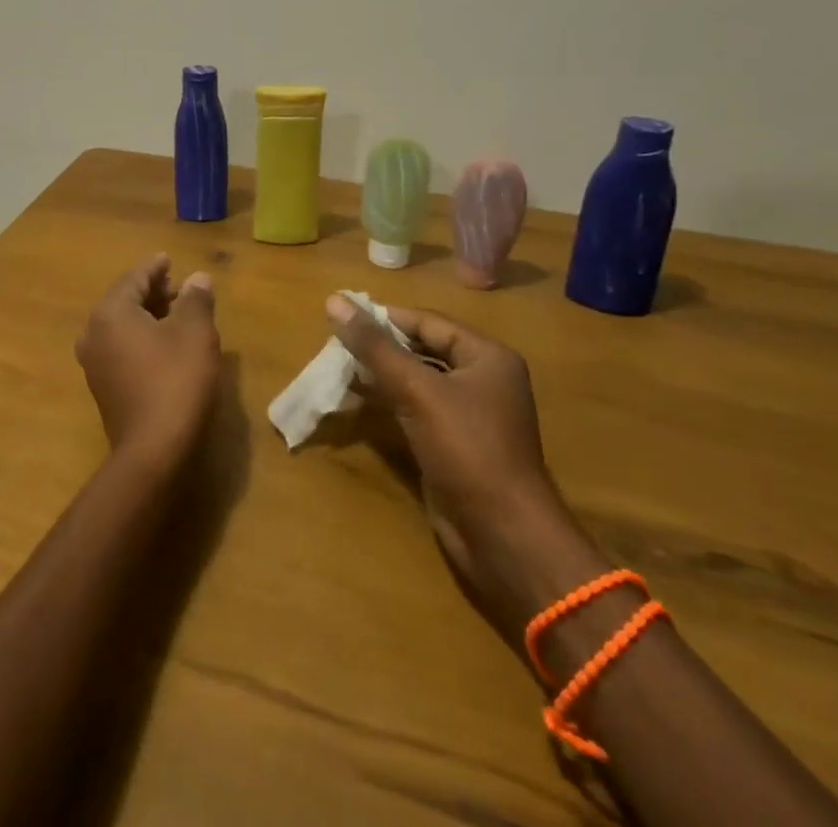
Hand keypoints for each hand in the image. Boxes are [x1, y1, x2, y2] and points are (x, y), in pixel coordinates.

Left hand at [77, 255, 221, 469]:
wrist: (153, 452)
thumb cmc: (176, 382)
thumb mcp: (196, 334)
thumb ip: (195, 300)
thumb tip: (197, 278)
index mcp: (111, 313)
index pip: (134, 279)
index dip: (154, 268)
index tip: (168, 259)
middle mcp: (93, 333)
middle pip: (124, 301)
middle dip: (152, 292)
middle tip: (179, 287)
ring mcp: (94, 363)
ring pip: (121, 326)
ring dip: (148, 315)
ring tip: (177, 314)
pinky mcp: (102, 387)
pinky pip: (120, 348)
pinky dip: (140, 338)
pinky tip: (164, 345)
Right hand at [328, 295, 607, 640]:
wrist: (503, 537)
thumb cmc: (467, 449)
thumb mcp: (417, 391)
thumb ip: (374, 346)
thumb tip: (334, 300)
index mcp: (487, 357)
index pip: (427, 322)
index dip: (385, 317)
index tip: (341, 316)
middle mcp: (483, 380)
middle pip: (423, 349)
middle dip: (380, 347)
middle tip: (335, 343)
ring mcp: (470, 414)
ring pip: (417, 380)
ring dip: (381, 374)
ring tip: (339, 368)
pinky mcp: (454, 444)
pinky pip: (416, 409)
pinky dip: (388, 402)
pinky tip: (357, 400)